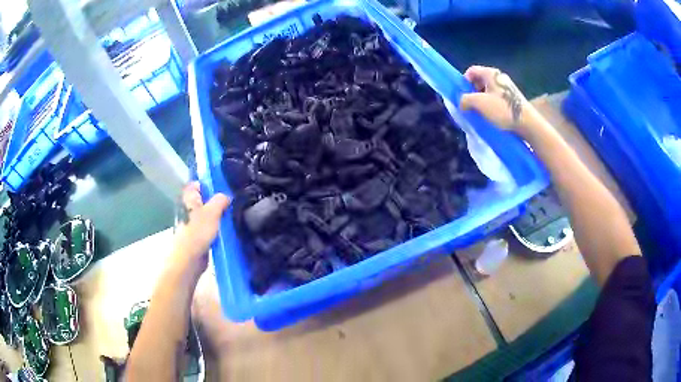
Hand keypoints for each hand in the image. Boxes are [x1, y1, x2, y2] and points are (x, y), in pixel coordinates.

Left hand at [171, 182, 229, 280]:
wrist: (189, 258)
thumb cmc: (198, 231)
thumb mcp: (212, 211)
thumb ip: (220, 200)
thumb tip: (226, 197)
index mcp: (189, 198)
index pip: (199, 184)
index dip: (211, 184)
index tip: (225, 188)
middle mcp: (189, 208)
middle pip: (205, 200)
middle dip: (218, 201)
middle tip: (232, 203)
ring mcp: (193, 223)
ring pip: (209, 215)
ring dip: (219, 216)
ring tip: (233, 216)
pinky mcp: (199, 236)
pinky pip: (211, 228)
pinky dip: (218, 228)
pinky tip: (229, 230)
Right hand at [460, 66, 534, 131]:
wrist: (527, 123)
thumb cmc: (503, 110)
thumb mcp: (479, 103)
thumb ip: (465, 99)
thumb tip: (461, 103)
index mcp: (491, 73)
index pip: (471, 71)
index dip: (464, 81)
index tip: (463, 95)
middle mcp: (499, 77)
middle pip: (480, 80)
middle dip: (473, 92)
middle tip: (471, 105)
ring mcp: (507, 88)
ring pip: (488, 91)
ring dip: (482, 101)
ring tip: (481, 113)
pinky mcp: (513, 98)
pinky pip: (496, 98)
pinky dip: (491, 105)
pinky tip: (492, 116)